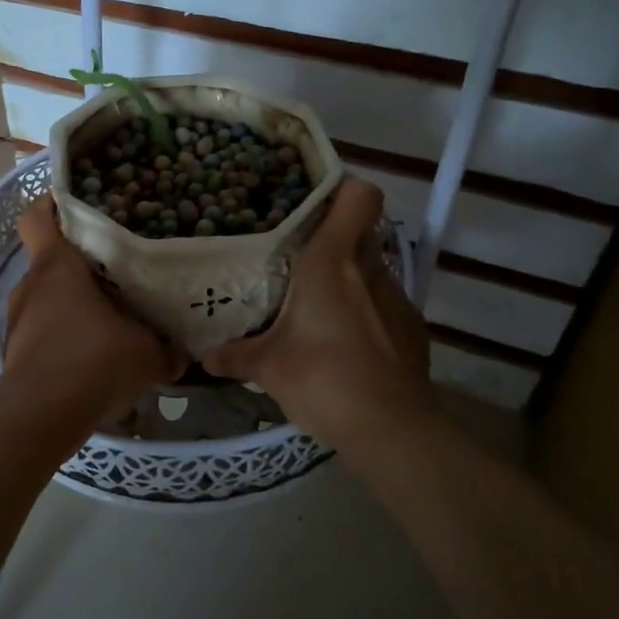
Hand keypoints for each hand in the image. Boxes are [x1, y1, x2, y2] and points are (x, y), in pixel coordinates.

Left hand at [3, 195, 181, 423]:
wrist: (40, 417)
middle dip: (80, 264)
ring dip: (73, 304)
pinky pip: (44, 329)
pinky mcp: (16, 350)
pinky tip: (92, 356)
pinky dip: (64, 335)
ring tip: (109, 319)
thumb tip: (182, 351)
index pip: (38, 216)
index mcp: (57, 266)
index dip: (52, 204)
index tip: (78, 205)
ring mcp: (18, 318)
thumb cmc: (93, 362)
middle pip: (51, 259)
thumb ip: (165, 347)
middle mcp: (31, 285)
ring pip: (48, 297)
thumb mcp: (146, 353)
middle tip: (117, 271)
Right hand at [204, 178, 436, 456]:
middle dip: (333, 239)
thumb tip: (205, 356)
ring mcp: (398, 298)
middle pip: (359, 231)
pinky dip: (368, 314)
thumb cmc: (322, 378)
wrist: (390, 428)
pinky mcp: (413, 329)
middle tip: (300, 259)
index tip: (313, 203)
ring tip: (321, 309)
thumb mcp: (268, 368)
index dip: (342, 190)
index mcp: (332, 261)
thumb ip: (235, 355)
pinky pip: (385, 306)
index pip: (359, 196)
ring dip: (349, 281)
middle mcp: (369, 269)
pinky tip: (349, 345)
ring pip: (371, 270)